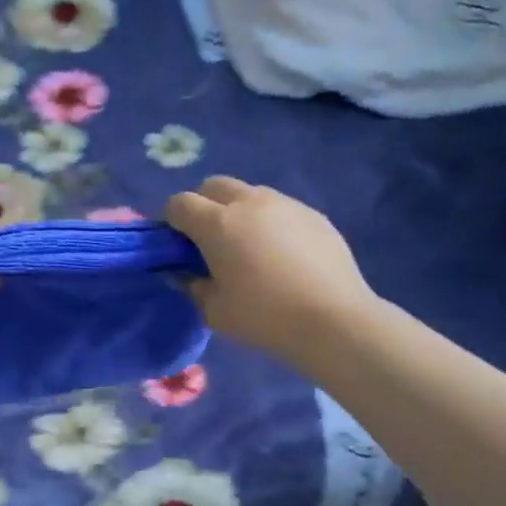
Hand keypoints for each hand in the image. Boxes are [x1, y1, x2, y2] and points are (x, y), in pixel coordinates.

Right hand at [165, 177, 377, 365]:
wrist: (333, 320)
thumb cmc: (264, 317)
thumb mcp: (214, 311)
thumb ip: (193, 286)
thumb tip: (184, 273)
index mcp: (218, 223)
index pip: (180, 203)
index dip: (171, 221)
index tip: (176, 245)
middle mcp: (250, 202)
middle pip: (213, 186)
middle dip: (202, 206)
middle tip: (208, 241)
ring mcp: (285, 204)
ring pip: (249, 193)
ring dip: (238, 211)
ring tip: (248, 247)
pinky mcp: (313, 215)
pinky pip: (279, 209)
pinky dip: (269, 222)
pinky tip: (281, 255)